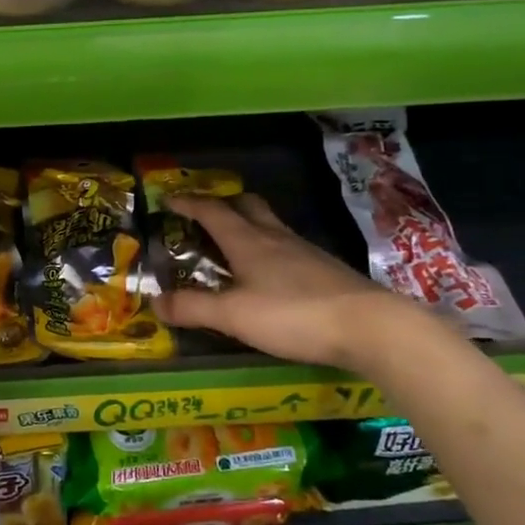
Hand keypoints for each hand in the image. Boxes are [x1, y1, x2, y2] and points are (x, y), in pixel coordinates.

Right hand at [151, 194, 403, 370]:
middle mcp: (276, 238)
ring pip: (271, 226)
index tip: (169, 198)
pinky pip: (289, 248)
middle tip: (205, 214)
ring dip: (248, 226)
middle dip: (223, 204)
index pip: (212, 211)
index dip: (188, 203)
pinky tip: (271, 275)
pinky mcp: (326, 270)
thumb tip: (155, 301)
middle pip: (248, 206)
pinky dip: (270, 250)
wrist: (370, 326)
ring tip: (233, 245)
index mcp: (249, 241)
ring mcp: (305, 252)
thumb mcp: (233, 316)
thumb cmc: (293, 315)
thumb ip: (193, 308)